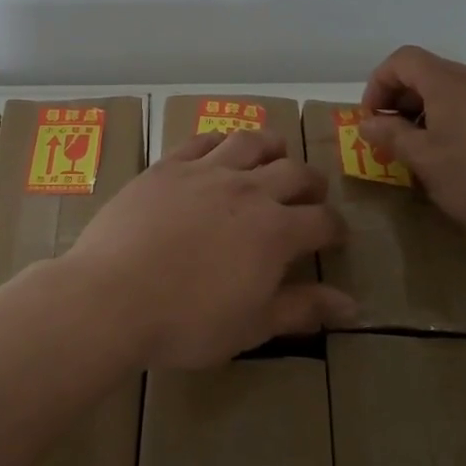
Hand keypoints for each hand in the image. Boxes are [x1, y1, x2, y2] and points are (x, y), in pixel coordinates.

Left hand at [59, 131, 354, 368]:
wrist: (113, 296)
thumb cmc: (187, 322)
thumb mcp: (252, 326)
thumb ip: (303, 309)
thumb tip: (353, 306)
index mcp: (275, 231)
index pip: (322, 220)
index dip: (336, 228)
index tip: (336, 236)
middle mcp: (247, 190)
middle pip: (294, 172)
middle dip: (312, 183)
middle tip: (311, 195)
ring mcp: (205, 171)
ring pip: (250, 142)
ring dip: (272, 146)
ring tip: (275, 154)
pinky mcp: (168, 166)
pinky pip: (201, 140)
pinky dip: (220, 141)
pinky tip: (220, 150)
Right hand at [356, 45, 465, 238]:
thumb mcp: (426, 162)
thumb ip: (392, 136)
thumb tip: (368, 122)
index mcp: (449, 82)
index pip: (402, 60)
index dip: (379, 83)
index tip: (373, 119)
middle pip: (430, 73)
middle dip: (404, 102)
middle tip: (397, 140)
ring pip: (459, 92)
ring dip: (434, 114)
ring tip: (432, 153)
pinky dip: (464, 122)